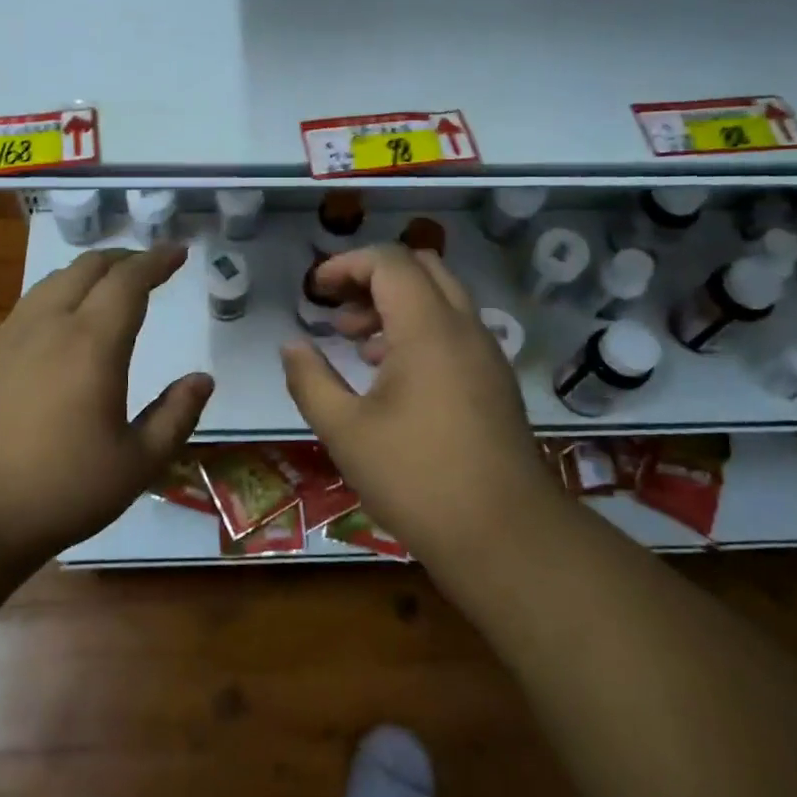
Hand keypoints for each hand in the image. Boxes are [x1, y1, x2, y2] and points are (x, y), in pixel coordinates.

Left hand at [0, 245, 212, 560]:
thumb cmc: (61, 490)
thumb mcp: (137, 464)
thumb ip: (176, 416)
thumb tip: (202, 379)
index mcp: (93, 344)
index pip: (129, 280)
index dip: (157, 260)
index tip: (179, 253)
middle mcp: (52, 324)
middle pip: (90, 267)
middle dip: (126, 258)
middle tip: (151, 267)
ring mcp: (14, 334)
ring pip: (57, 278)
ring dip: (92, 270)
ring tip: (113, 284)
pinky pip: (34, 299)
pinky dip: (63, 289)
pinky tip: (67, 315)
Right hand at [280, 245, 544, 562]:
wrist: (505, 535)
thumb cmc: (416, 478)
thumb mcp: (345, 431)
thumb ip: (310, 379)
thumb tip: (291, 345)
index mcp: (428, 328)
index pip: (389, 262)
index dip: (346, 264)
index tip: (315, 291)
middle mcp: (464, 328)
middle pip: (421, 268)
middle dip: (373, 278)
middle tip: (338, 312)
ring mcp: (486, 354)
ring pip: (441, 299)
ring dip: (396, 305)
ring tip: (356, 345)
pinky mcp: (495, 381)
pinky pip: (455, 330)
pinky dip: (420, 330)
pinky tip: (392, 376)